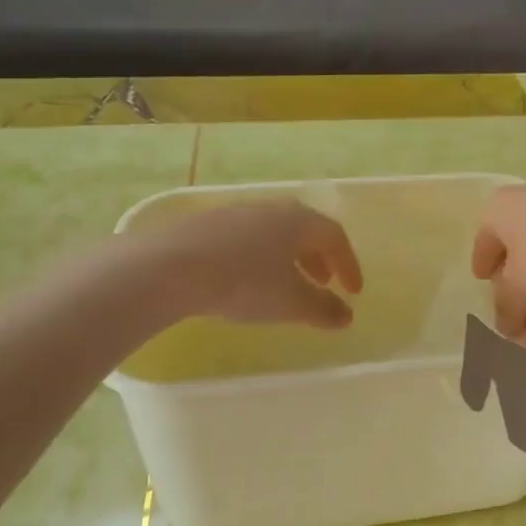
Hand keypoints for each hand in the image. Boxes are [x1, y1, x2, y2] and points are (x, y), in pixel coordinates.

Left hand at [159, 199, 363, 328]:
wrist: (171, 267)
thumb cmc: (244, 283)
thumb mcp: (291, 303)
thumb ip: (323, 309)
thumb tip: (346, 316)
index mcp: (299, 221)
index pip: (335, 236)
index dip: (349, 264)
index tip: (353, 291)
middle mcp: (271, 209)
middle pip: (305, 229)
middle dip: (319, 257)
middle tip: (324, 281)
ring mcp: (236, 213)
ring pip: (273, 232)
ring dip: (288, 257)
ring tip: (286, 283)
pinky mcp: (206, 225)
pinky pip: (246, 238)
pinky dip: (259, 257)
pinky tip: (246, 279)